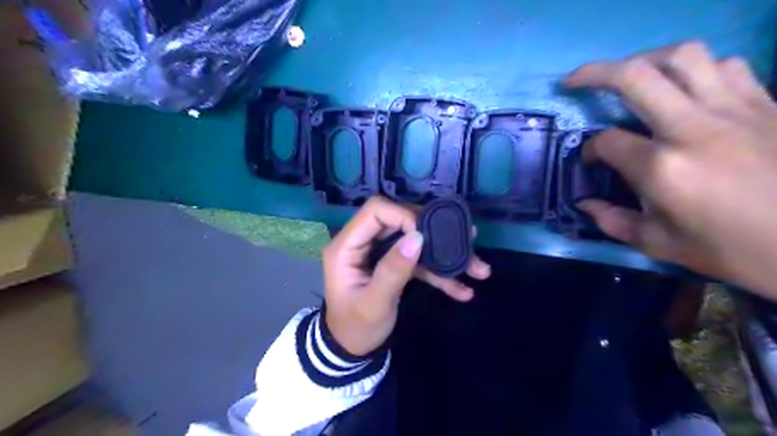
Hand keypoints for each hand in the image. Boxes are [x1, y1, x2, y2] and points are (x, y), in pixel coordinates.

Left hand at [321, 196, 489, 355]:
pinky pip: (418, 260)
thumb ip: (393, 270)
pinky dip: (439, 273)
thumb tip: (417, 237)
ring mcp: (380, 253)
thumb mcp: (374, 303)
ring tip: (477, 268)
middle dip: (433, 232)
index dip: (403, 215)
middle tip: (462, 242)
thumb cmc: (356, 328)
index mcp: (347, 246)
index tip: (428, 235)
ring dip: (443, 254)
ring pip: (414, 241)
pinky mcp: (394, 264)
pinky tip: (462, 289)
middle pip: (400, 221)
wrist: (353, 350)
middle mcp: (363, 242)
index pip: (375, 211)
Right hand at [569, 40, 776, 296]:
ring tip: (629, 75)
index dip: (589, 149)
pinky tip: (685, 88)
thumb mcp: (659, 245)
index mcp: (662, 168)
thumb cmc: (732, 250)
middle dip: (594, 74)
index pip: (607, 141)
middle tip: (574, 80)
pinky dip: (696, 69)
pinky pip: (725, 66)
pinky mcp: (765, 105)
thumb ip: (613, 221)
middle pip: (634, 77)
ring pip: (683, 56)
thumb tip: (584, 205)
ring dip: (645, 60)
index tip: (590, 161)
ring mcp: (734, 110)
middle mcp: (692, 128)